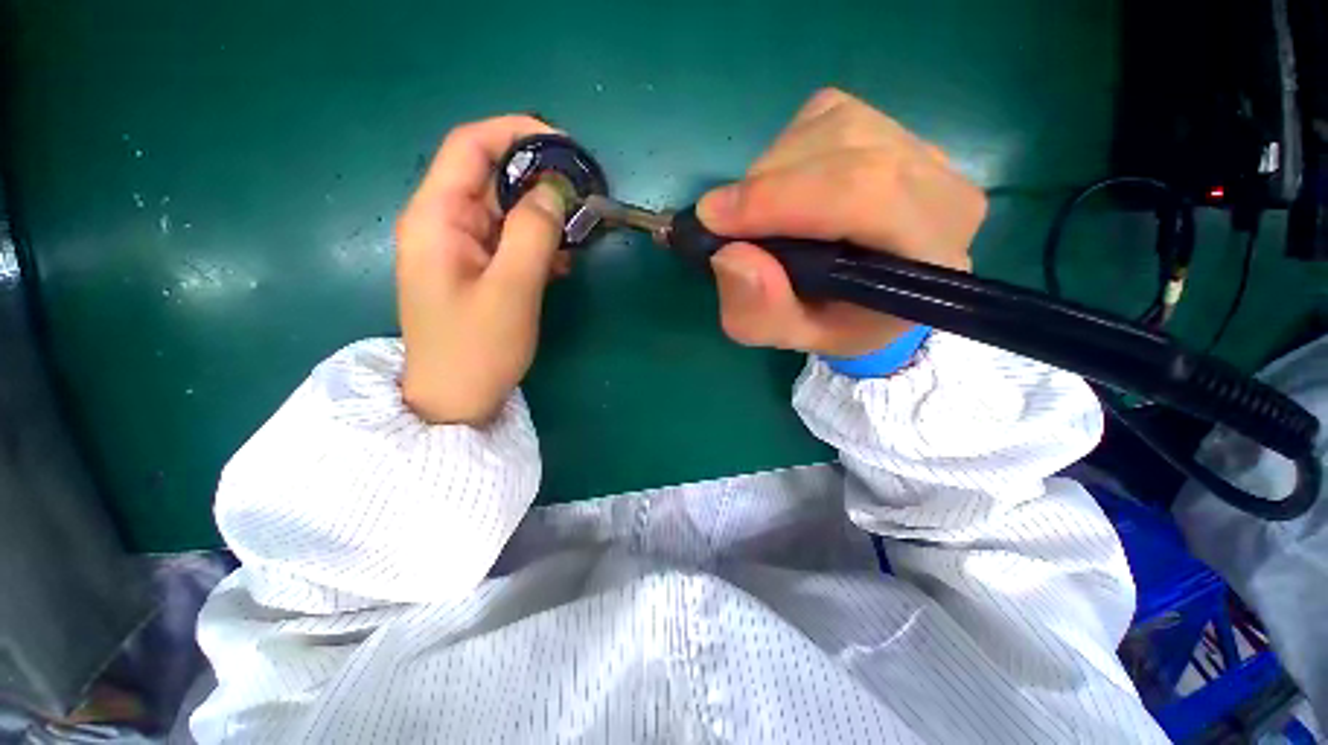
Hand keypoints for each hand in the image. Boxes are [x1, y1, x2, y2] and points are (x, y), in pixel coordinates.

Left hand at [396, 115, 568, 424]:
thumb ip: (533, 233)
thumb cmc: (478, 349)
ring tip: (579, 232)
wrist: (456, 400)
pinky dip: (538, 243)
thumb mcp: (512, 289)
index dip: (516, 133)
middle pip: (490, 177)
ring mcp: (460, 248)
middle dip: (538, 178)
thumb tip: (556, 188)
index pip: (470, 147)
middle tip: (583, 193)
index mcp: (436, 218)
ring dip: (543, 216)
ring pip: (505, 211)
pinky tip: (562, 262)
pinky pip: (509, 240)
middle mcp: (443, 223)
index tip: (565, 145)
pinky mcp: (477, 269)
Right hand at [698, 88, 987, 356]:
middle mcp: (943, 190)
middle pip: (847, 149)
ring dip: (772, 170)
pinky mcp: (892, 127)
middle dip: (768, 185)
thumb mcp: (790, 336)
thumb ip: (761, 313)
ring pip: (833, 127)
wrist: (866, 298)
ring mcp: (922, 150)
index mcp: (930, 256)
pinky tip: (782, 188)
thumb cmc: (832, 322)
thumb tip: (729, 255)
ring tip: (755, 215)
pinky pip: (826, 116)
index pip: (865, 196)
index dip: (782, 199)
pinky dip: (785, 150)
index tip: (714, 220)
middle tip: (721, 220)